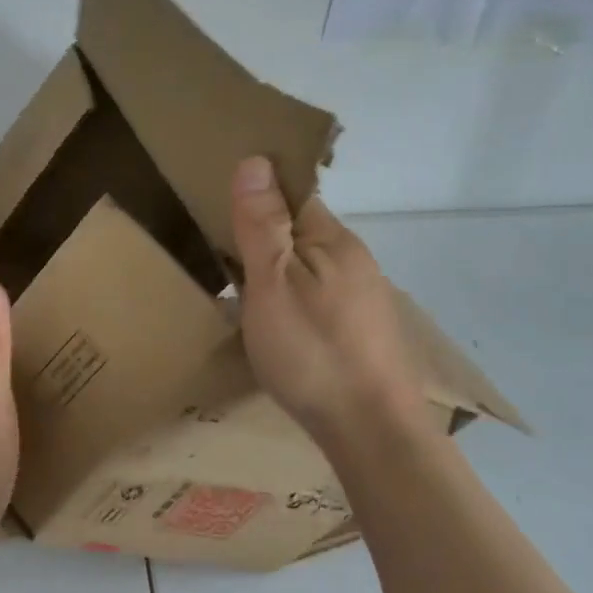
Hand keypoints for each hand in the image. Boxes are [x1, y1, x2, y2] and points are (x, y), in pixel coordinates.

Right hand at [231, 156, 429, 448]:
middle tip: (221, 262)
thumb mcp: (272, 283)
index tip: (220, 217)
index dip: (257, 198)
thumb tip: (255, 160)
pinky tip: (278, 329)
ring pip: (310, 269)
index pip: (292, 195)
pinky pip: (320, 299)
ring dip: (279, 273)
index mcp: (333, 240)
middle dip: (264, 239)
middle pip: (301, 233)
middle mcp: (355, 261)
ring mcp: (364, 299)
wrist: (372, 432)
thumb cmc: (313, 352)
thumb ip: (262, 225)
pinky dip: (294, 302)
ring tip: (242, 298)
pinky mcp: (364, 333)